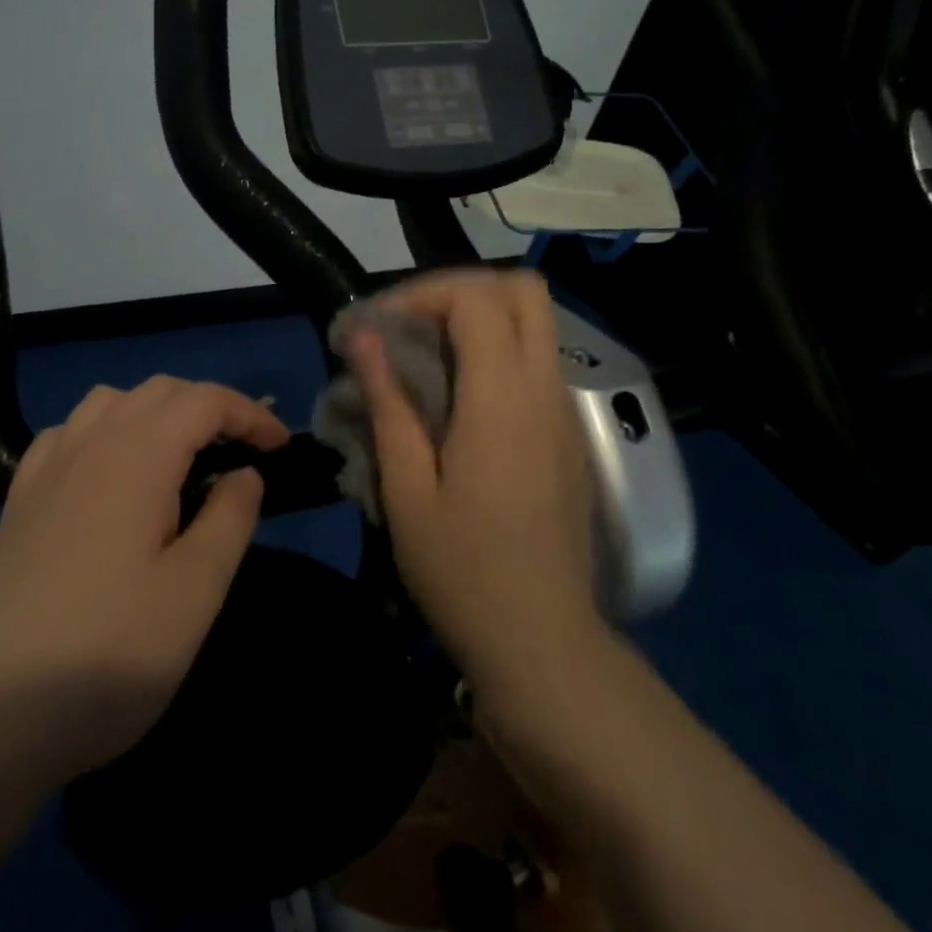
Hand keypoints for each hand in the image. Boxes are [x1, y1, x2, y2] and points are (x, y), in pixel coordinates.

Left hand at [0, 376, 287, 779]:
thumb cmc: (106, 653)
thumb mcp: (194, 592)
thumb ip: (230, 519)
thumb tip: (245, 473)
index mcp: (136, 455)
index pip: (203, 401)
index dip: (249, 414)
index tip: (281, 448)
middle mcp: (88, 444)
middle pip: (158, 391)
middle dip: (209, 408)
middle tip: (243, 452)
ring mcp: (45, 471)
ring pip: (110, 403)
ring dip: (157, 413)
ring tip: (183, 459)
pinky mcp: (18, 503)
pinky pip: (70, 434)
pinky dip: (107, 432)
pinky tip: (112, 476)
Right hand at [347, 269, 599, 688]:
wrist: (541, 641)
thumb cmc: (462, 571)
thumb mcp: (407, 489)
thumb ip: (388, 402)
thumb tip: (363, 336)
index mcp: (503, 399)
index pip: (476, 298)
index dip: (422, 293)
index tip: (379, 325)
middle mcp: (544, 390)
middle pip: (523, 290)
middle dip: (461, 290)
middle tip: (410, 325)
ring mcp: (564, 411)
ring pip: (535, 323)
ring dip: (479, 318)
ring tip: (425, 356)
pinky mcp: (568, 434)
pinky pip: (537, 361)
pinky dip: (497, 351)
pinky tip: (456, 396)